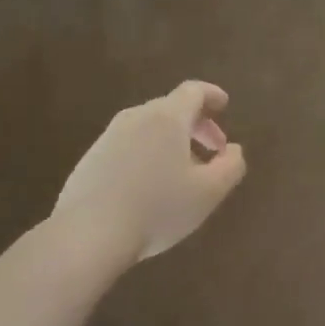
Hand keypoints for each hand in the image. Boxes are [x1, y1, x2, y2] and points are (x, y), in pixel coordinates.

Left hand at [53, 81, 246, 263]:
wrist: (89, 234)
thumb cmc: (158, 208)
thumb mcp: (209, 192)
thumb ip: (231, 166)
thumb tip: (234, 150)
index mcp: (167, 118)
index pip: (193, 91)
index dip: (212, 95)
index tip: (224, 105)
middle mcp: (136, 118)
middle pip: (171, 108)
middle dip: (197, 125)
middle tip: (213, 150)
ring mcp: (108, 137)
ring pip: (148, 128)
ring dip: (172, 142)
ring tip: (184, 173)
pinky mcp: (90, 159)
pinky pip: (128, 146)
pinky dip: (148, 154)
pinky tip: (150, 187)